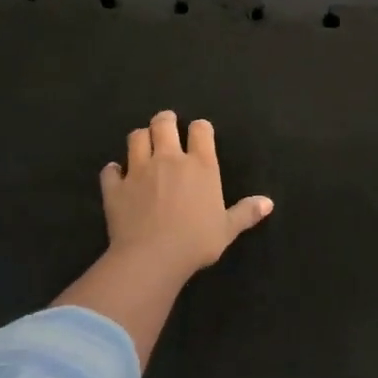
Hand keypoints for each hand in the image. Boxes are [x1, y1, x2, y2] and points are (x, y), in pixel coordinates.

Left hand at [99, 111, 273, 283]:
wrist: (152, 258)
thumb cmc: (196, 242)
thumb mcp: (227, 229)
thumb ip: (245, 212)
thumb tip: (268, 203)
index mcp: (200, 165)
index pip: (201, 130)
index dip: (200, 128)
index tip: (200, 133)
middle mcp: (168, 159)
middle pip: (163, 123)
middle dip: (165, 120)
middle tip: (166, 125)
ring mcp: (138, 170)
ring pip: (135, 138)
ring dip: (140, 138)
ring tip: (143, 144)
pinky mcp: (115, 187)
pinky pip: (110, 171)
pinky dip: (113, 171)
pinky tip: (116, 175)